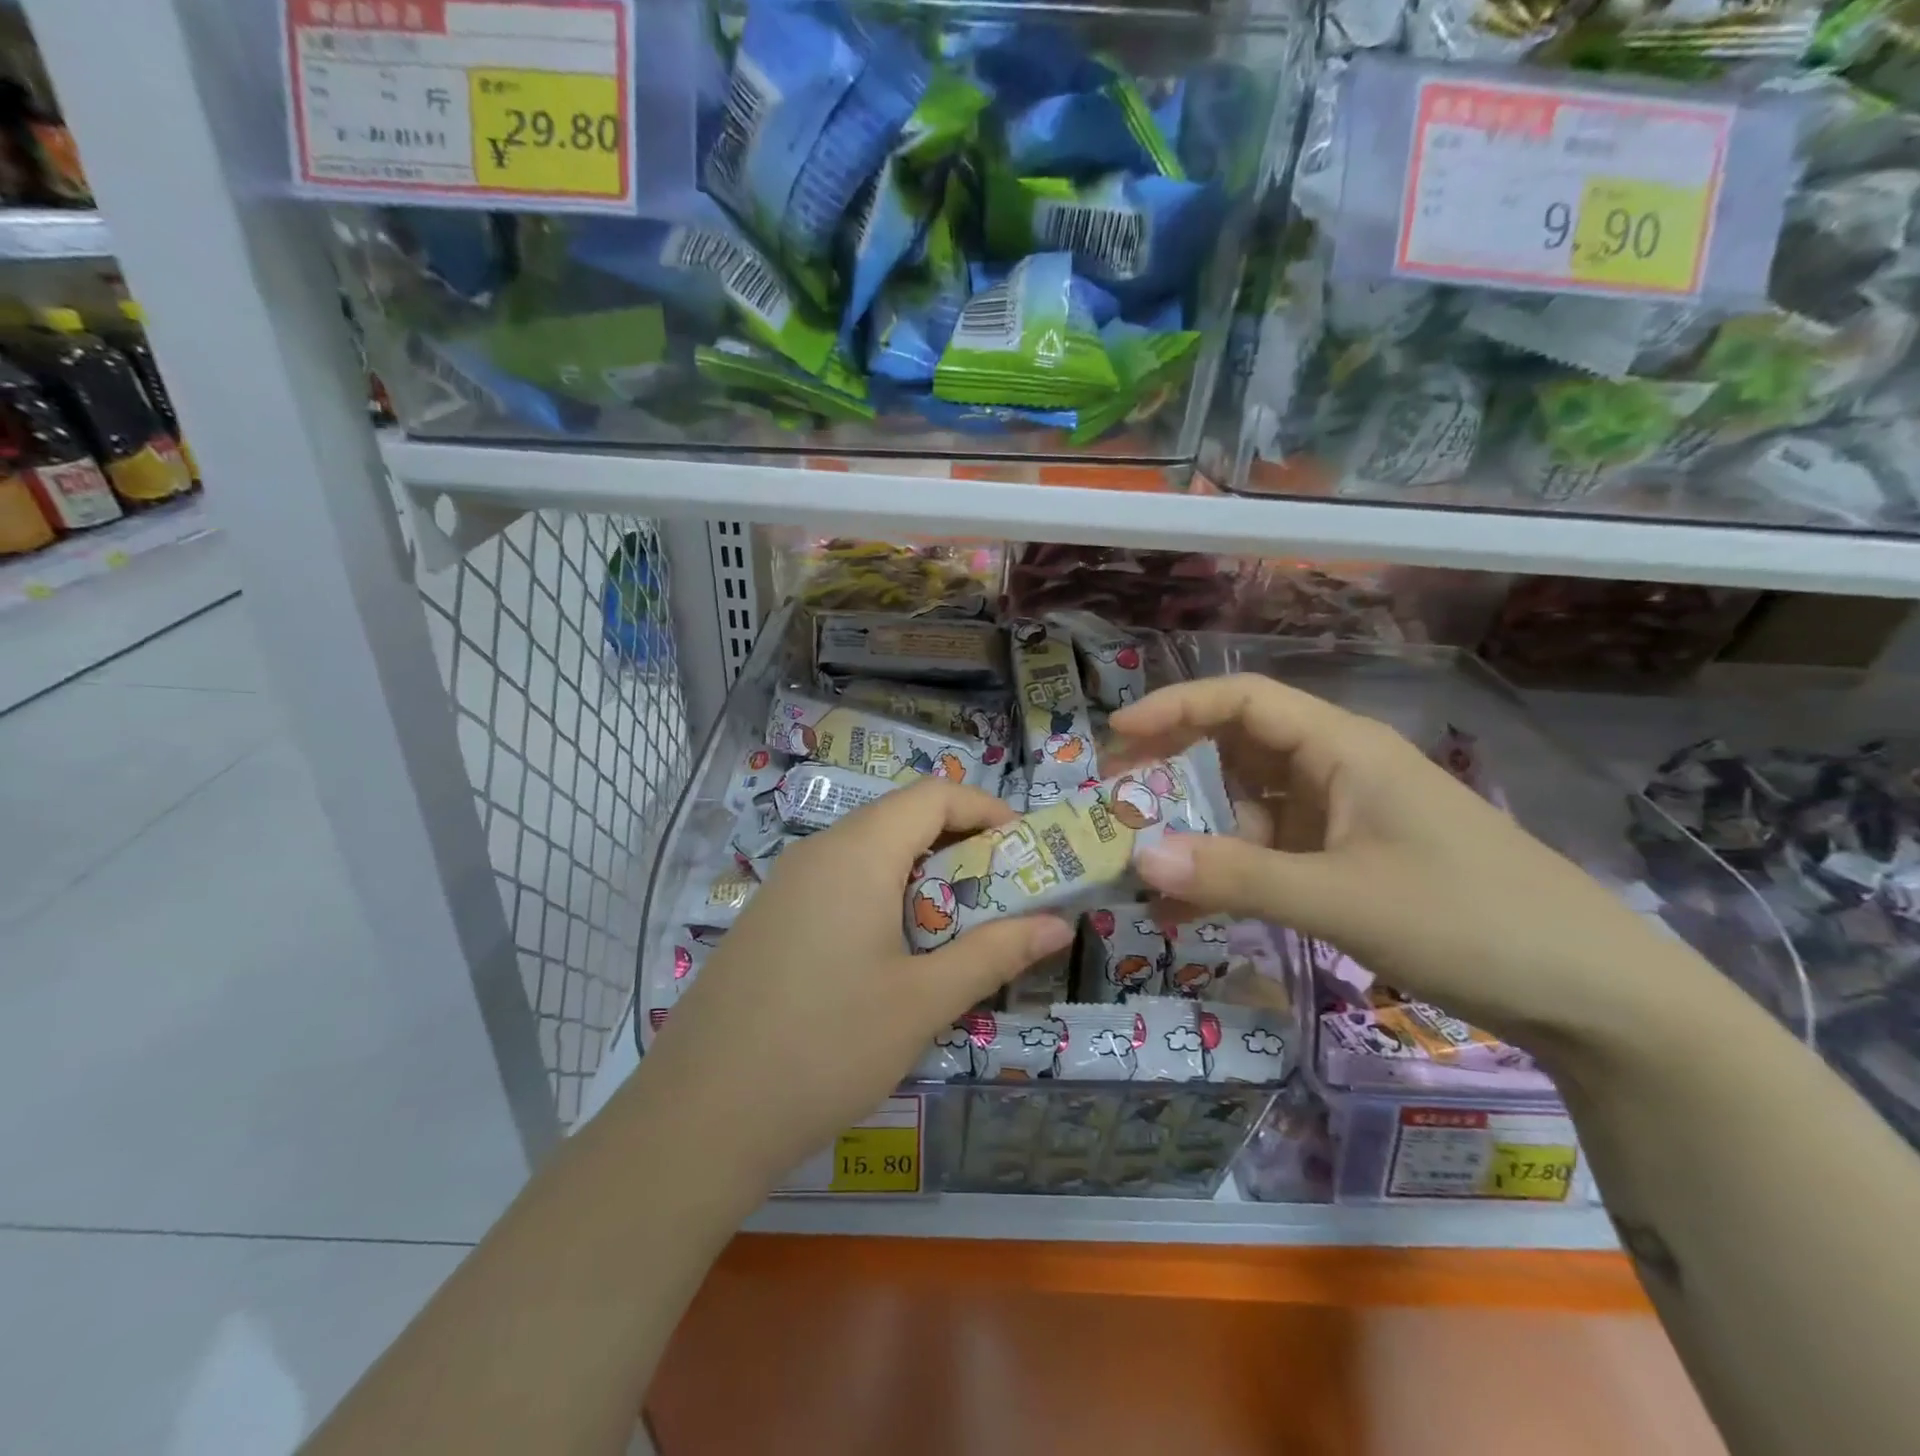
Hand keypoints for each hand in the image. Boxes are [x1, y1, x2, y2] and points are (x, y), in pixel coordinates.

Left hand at [629, 779, 1073, 1193]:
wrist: (700, 1117)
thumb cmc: (827, 1047)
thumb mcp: (923, 1001)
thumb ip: (995, 953)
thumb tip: (1059, 925)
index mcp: (858, 852)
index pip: (933, 795)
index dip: (986, 810)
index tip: (1026, 851)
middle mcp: (818, 852)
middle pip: (901, 820)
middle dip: (960, 848)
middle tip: (1001, 898)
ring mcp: (786, 885)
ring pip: (869, 855)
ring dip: (921, 879)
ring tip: (955, 932)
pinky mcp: (769, 920)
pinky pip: (838, 885)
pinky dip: (881, 900)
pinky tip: (892, 959)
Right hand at [1108, 674, 1710, 1051]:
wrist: (1593, 996)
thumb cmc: (1469, 920)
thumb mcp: (1340, 899)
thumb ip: (1234, 878)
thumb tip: (1137, 861)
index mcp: (1342, 749)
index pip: (1243, 701)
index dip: (1175, 708)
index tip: (1116, 738)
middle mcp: (1337, 771)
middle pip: (1237, 750)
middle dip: (1172, 772)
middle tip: (1115, 805)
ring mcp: (1344, 818)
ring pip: (1249, 808)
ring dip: (1197, 833)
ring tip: (1140, 869)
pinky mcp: (1349, 862)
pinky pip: (1271, 853)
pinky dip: (1230, 872)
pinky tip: (1189, 912)